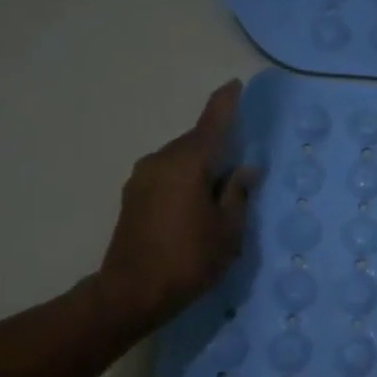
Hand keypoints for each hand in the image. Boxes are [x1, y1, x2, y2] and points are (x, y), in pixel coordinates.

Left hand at [91, 81, 256, 335]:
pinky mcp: (132, 197)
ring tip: (219, 189)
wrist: (131, 292)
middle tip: (239, 160)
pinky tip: (196, 202)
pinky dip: (184, 180)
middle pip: (193, 143)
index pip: (211, 124)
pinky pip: (166, 176)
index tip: (235, 85)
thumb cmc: (188, 259)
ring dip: (199, 167)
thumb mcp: (227, 230)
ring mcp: (141, 178)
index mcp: (187, 164)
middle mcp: (160, 161)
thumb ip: (237, 194)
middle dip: (216, 145)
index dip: (225, 104)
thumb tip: (245, 170)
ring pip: (178, 161)